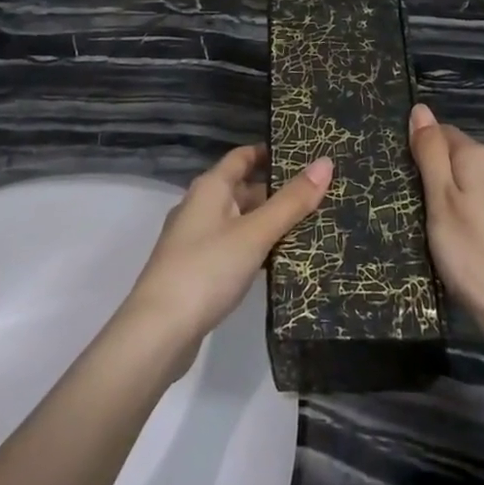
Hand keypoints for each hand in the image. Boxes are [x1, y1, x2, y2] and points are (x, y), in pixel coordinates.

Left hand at [121, 145, 333, 370]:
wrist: (158, 332)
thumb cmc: (207, 270)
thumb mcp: (255, 233)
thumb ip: (290, 202)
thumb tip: (325, 162)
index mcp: (210, 187)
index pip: (242, 156)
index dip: (270, 152)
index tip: (305, 154)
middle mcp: (200, 206)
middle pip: (243, 189)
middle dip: (277, 192)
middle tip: (319, 196)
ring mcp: (196, 240)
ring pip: (239, 221)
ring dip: (268, 223)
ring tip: (310, 227)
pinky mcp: (198, 271)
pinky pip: (233, 247)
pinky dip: (255, 249)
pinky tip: (279, 262)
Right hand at [409, 104, 483, 347]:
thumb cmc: (471, 255)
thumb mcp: (439, 202)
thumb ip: (430, 153)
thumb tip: (421, 109)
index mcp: (480, 156)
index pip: (442, 133)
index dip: (421, 153)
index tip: (408, 182)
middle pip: (461, 157)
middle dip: (441, 174)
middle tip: (422, 210)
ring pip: (479, 181)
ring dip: (462, 195)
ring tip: (446, 229)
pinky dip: (480, 213)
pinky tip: (473, 240)